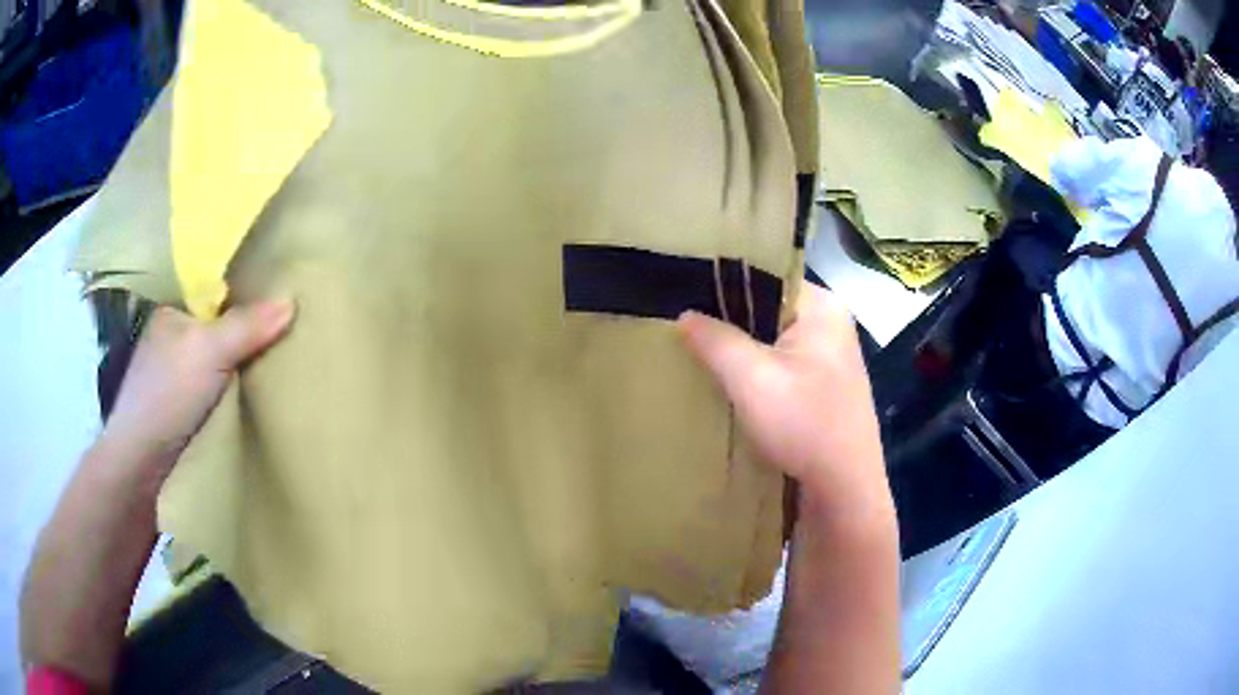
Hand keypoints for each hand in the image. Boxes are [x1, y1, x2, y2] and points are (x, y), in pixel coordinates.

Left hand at [98, 299, 295, 488]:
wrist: (140, 464)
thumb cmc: (167, 394)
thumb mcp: (209, 351)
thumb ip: (246, 326)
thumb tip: (291, 300)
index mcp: (172, 314)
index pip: (215, 295)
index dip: (245, 297)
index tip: (280, 304)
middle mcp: (171, 341)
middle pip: (219, 330)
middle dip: (248, 335)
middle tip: (288, 337)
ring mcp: (174, 380)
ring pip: (218, 365)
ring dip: (242, 370)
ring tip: (279, 369)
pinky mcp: (181, 414)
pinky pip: (216, 394)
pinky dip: (233, 396)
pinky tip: (252, 401)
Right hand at [678, 283, 889, 522]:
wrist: (843, 489)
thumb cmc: (803, 424)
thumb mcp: (751, 379)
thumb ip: (716, 340)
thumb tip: (685, 315)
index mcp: (823, 307)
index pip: (768, 276)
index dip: (726, 284)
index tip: (687, 295)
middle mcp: (832, 324)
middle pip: (770, 309)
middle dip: (731, 321)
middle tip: (688, 328)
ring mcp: (832, 357)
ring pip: (775, 340)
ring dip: (743, 350)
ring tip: (701, 353)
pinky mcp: (825, 387)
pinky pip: (783, 365)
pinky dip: (758, 371)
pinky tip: (731, 383)